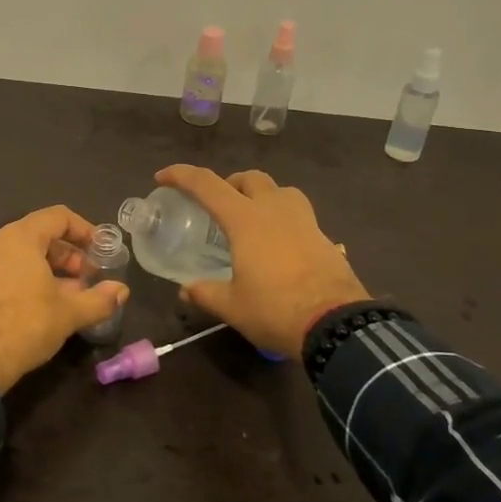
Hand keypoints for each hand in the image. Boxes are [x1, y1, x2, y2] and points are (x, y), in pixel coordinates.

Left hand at [0, 205, 130, 394]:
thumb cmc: (24, 325)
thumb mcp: (68, 314)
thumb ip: (99, 299)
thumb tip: (122, 291)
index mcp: (19, 237)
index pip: (57, 217)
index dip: (84, 230)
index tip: (99, 251)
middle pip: (37, 235)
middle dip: (67, 255)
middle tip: (86, 280)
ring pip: (18, 255)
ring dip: (45, 270)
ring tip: (65, 296)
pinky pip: (0, 270)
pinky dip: (22, 279)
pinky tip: (35, 306)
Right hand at [155, 165, 372, 358]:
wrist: (338, 326)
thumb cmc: (276, 310)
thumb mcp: (233, 306)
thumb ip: (206, 293)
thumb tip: (186, 290)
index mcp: (245, 220)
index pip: (206, 184)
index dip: (181, 175)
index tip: (162, 178)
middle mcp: (274, 210)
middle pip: (249, 178)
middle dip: (229, 184)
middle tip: (217, 205)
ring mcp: (304, 221)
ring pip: (280, 191)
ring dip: (262, 195)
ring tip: (252, 219)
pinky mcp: (324, 237)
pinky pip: (300, 214)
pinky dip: (284, 219)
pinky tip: (279, 246)